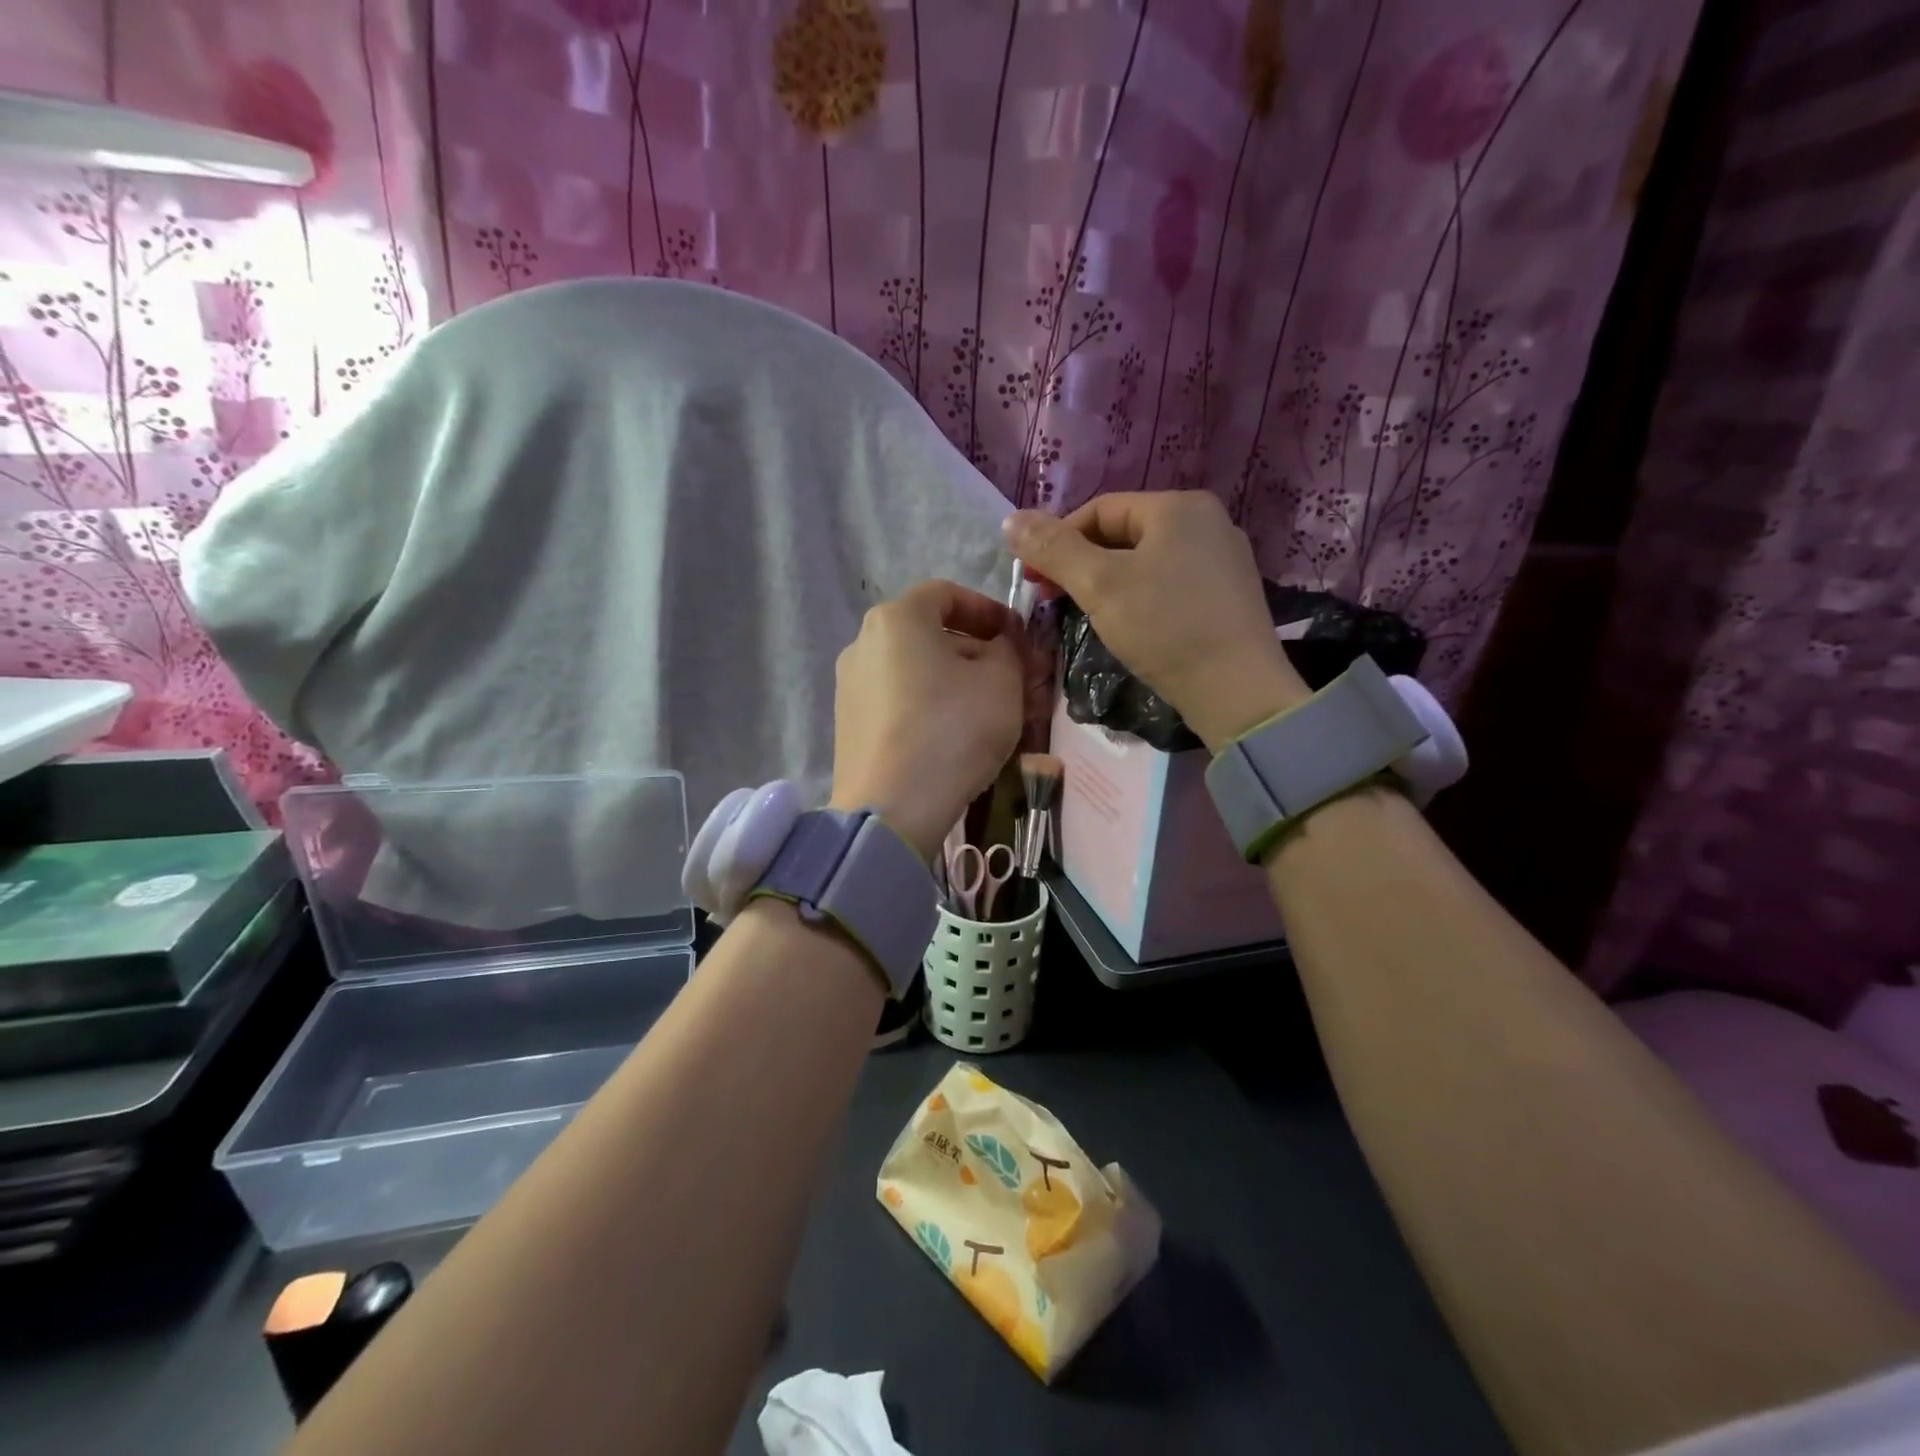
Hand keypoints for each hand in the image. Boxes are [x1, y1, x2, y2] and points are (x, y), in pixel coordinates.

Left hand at [829, 580, 1025, 859]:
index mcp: (897, 618)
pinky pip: (896, 701)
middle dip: (973, 649)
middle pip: (927, 633)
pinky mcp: (848, 725)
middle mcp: (862, 643)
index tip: (1016, 636)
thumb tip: (1000, 646)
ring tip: (983, 710)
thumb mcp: (1002, 681)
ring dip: (951, 679)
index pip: (947, 594)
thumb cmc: (952, 729)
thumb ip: (1008, 650)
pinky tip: (950, 735)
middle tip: (1008, 676)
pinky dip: (926, 705)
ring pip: (913, 669)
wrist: (892, 808)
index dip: (988, 609)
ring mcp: (850, 686)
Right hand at [1005, 492, 1308, 751]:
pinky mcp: (1228, 594)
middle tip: (1055, 600)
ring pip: (1146, 559)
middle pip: (1124, 533)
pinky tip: (1131, 625)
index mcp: (1178, 506)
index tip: (1035, 580)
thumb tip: (1011, 520)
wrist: (1237, 691)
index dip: (1058, 540)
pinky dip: (1140, 596)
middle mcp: (1207, 520)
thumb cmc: (1164, 627)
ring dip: (1108, 581)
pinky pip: (1170, 582)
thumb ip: (1053, 549)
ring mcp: (1223, 557)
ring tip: (1088, 614)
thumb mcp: (1099, 585)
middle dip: (1082, 563)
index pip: (1099, 510)